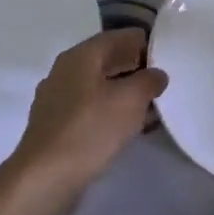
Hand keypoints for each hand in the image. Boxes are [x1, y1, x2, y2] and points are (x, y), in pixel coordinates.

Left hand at [9, 28, 167, 197]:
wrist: (45, 177)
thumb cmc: (90, 129)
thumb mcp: (130, 100)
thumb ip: (148, 81)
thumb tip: (157, 74)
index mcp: (80, 56)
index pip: (118, 37)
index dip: (145, 44)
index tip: (169, 58)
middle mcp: (64, 72)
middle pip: (107, 61)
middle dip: (136, 69)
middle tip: (164, 83)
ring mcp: (57, 100)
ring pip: (99, 87)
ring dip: (124, 93)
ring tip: (152, 106)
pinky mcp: (57, 126)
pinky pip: (91, 109)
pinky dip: (111, 112)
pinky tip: (128, 128)